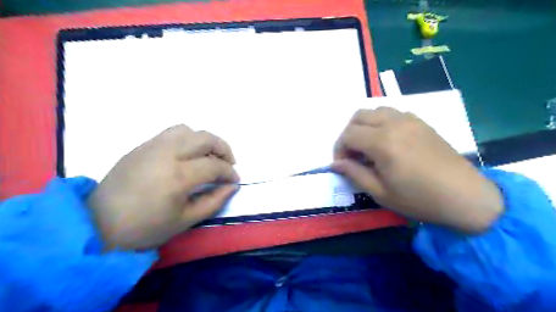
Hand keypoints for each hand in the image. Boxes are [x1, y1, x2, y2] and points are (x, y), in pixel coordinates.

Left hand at [88, 125, 239, 249]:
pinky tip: (187, 155)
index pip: (214, 166)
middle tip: (228, 163)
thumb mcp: (186, 220)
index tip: (235, 180)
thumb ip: (214, 201)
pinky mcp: (141, 146)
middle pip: (204, 138)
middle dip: (223, 148)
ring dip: (204, 140)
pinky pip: (171, 133)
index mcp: (177, 176)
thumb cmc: (146, 228)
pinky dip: (187, 139)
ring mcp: (151, 146)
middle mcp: (166, 154)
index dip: (229, 172)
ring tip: (208, 156)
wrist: (99, 225)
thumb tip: (232, 186)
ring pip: (188, 130)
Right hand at [331, 109, 501, 231]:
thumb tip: (336, 164)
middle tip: (352, 154)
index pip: (348, 135)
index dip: (339, 149)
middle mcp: (395, 124)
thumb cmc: (419, 199)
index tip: (342, 164)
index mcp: (383, 143)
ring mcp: (410, 120)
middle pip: (359, 116)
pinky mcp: (421, 122)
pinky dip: (381, 122)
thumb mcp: (380, 193)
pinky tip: (386, 140)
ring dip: (364, 125)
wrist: (465, 197)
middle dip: (348, 134)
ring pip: (375, 110)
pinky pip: (392, 113)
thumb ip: (354, 174)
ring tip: (367, 146)